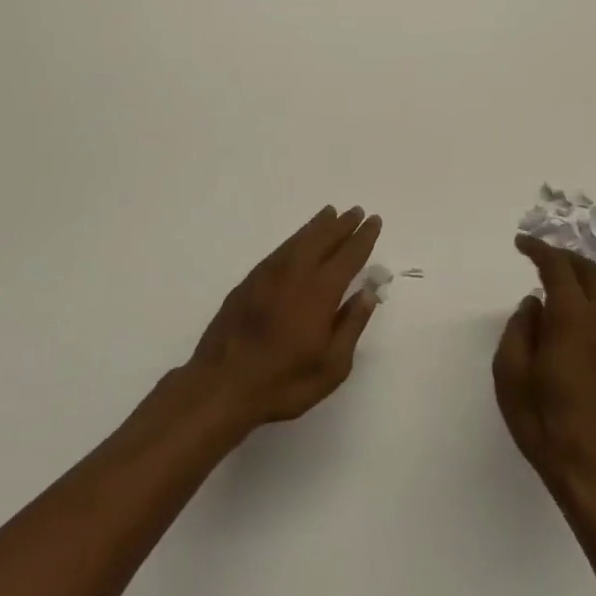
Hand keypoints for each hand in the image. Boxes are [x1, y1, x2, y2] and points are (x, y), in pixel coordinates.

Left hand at [185, 206, 382, 431]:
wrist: (221, 385)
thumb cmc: (283, 382)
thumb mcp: (331, 366)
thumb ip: (351, 325)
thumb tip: (367, 292)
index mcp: (319, 293)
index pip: (347, 256)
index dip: (362, 238)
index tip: (374, 221)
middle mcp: (294, 274)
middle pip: (322, 240)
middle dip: (341, 225)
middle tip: (356, 211)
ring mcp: (267, 275)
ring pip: (298, 241)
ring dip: (317, 226)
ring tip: (330, 213)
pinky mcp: (248, 282)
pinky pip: (279, 250)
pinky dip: (294, 239)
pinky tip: (298, 241)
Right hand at [494, 235, 595, 501]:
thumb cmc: (544, 422)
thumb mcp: (511, 374)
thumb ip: (519, 329)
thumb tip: (534, 304)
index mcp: (573, 320)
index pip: (558, 269)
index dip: (540, 250)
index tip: (521, 243)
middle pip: (592, 273)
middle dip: (566, 258)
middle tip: (541, 256)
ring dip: (586, 276)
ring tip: (561, 279)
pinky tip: (578, 313)